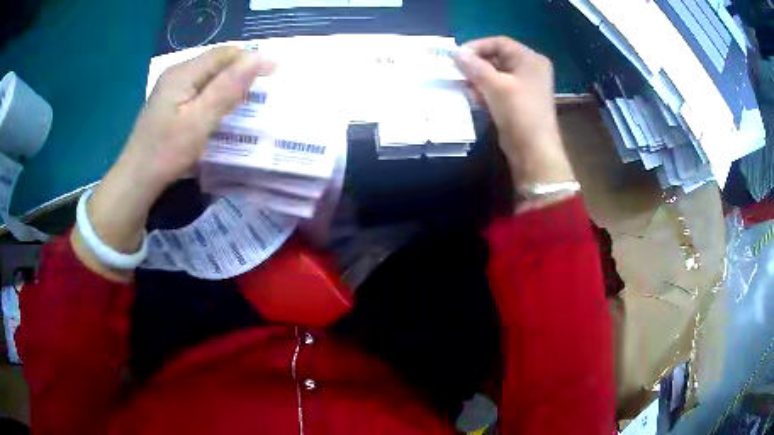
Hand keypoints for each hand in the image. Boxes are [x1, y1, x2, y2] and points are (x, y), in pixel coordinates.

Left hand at [73, 47, 274, 280]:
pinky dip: (216, 94)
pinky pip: (200, 88)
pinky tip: (222, 109)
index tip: (275, 73)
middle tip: (263, 89)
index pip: (224, 54)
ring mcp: (171, 88)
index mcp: (183, 73)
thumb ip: (226, 89)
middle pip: (216, 62)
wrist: (136, 180)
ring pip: (209, 75)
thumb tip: (258, 58)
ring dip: (230, 83)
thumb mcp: (199, 121)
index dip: (251, 59)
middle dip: (241, 70)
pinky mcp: (170, 102)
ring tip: (248, 99)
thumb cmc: (166, 153)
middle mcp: (177, 73)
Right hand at [454, 37, 574, 191]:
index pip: (499, 43)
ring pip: (496, 74)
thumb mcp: (495, 86)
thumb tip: (456, 53)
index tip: (457, 57)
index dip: (477, 47)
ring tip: (464, 87)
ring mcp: (525, 86)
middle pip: (497, 58)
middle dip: (476, 65)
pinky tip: (473, 98)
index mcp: (530, 59)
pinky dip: (485, 91)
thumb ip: (475, 66)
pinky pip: (498, 89)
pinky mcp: (519, 101)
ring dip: (478, 79)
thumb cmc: (518, 112)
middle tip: (457, 73)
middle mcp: (530, 69)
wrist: (534, 151)